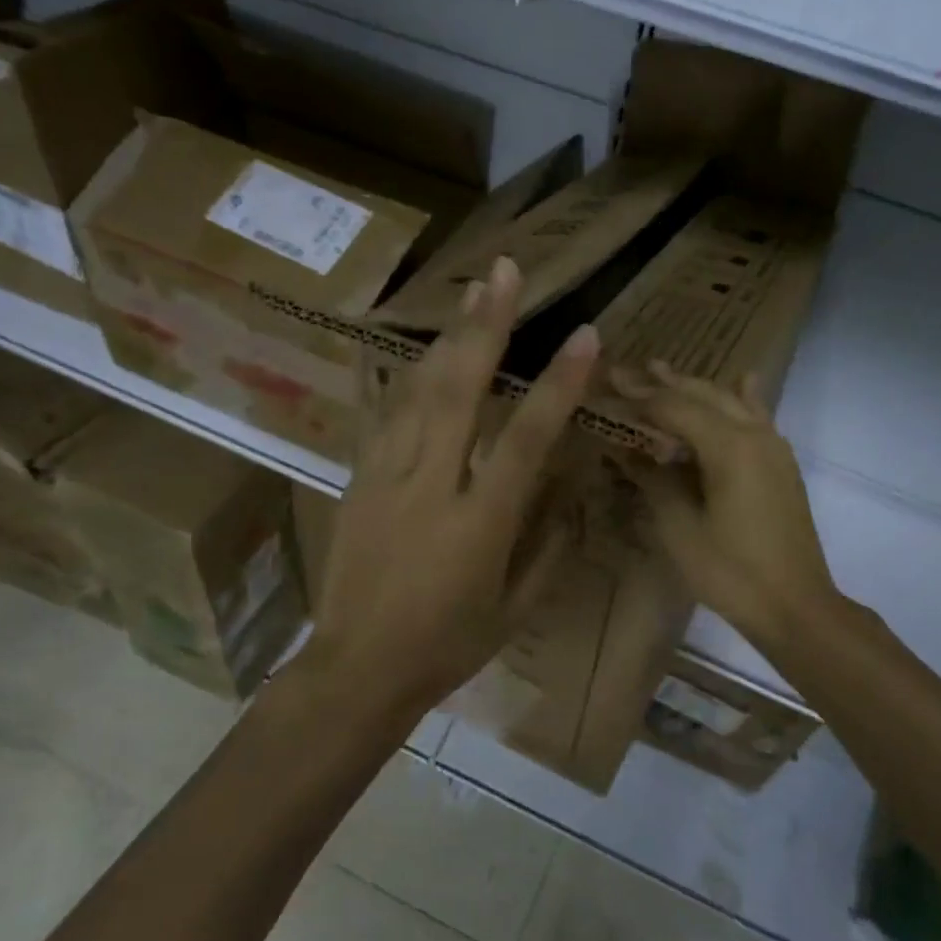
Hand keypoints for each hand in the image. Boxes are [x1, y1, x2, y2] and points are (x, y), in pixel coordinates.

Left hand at [310, 256, 598, 716]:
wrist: (357, 668)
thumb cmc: (447, 645)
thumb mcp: (514, 608)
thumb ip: (549, 545)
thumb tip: (569, 487)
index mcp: (478, 523)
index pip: (526, 439)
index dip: (558, 384)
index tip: (584, 336)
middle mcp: (430, 485)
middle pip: (459, 391)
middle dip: (485, 326)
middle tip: (503, 272)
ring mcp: (386, 476)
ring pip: (418, 391)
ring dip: (447, 338)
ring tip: (470, 293)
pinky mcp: (358, 478)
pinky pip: (388, 415)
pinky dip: (411, 376)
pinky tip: (425, 350)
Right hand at [613, 361, 837, 650]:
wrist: (795, 606)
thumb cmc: (730, 571)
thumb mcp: (679, 526)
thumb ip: (653, 478)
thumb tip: (624, 450)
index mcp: (728, 445)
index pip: (673, 408)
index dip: (638, 398)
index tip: (608, 385)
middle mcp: (754, 433)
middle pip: (702, 396)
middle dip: (663, 383)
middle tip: (626, 372)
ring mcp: (773, 447)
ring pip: (729, 401)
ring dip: (695, 387)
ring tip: (663, 371)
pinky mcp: (781, 464)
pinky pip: (757, 416)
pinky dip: (741, 398)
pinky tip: (744, 380)